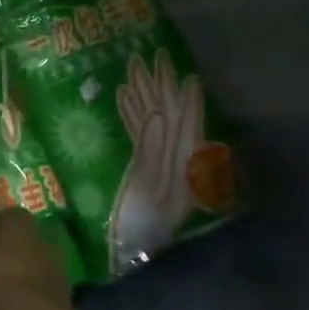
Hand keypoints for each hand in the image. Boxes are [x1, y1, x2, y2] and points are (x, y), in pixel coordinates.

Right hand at [110, 50, 204, 272]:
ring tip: (135, 69)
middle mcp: (170, 160)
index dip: (186, 96)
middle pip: (169, 117)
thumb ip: (156, 150)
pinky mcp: (136, 170)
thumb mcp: (155, 187)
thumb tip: (158, 114)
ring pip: (152, 122)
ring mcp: (153, 165)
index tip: (183, 69)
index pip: (187, 122)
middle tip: (154, 56)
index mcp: (180, 162)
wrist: (129, 252)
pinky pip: (134, 135)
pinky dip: (129, 116)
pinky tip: (121, 100)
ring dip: (146, 96)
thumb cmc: (143, 223)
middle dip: (162, 87)